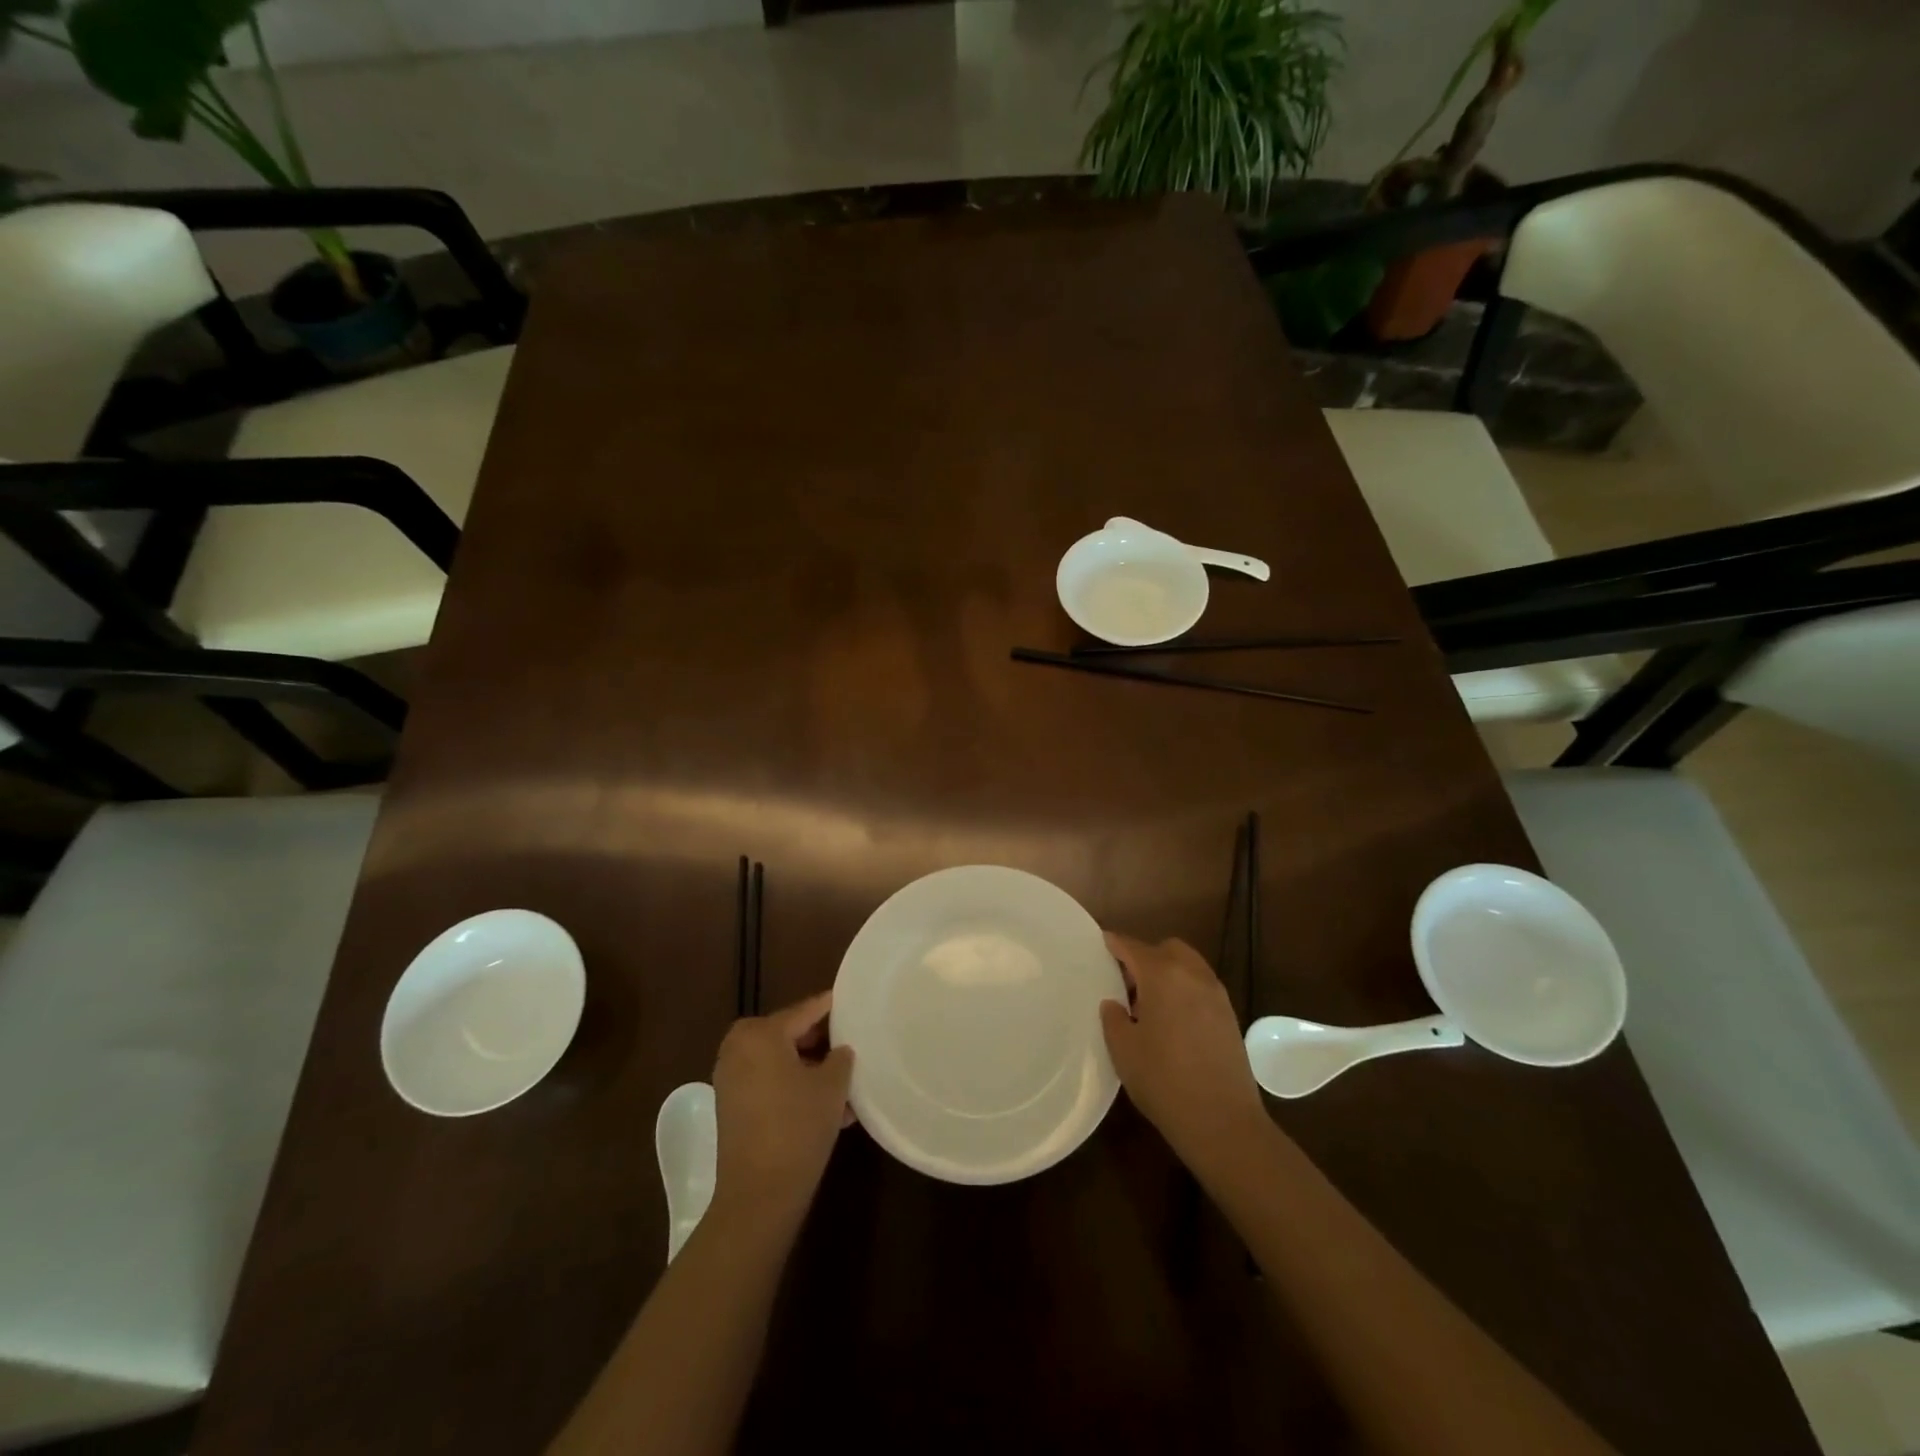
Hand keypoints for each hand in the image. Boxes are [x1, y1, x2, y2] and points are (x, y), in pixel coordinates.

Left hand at [711, 992, 853, 1230]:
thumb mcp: (832, 1087)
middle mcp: (739, 1049)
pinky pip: (768, 1083)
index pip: (804, 1011)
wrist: (759, 1194)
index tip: (849, 999)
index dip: (829, 1007)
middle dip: (819, 1041)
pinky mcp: (731, 1106)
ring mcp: (731, 1079)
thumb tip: (840, 1050)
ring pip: (779, 1061)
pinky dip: (792, 1087)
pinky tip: (826, 1105)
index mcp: (761, 1034)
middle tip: (849, 1043)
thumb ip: (840, 1058)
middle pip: (788, 1034)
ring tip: (843, 1081)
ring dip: (808, 1068)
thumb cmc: (798, 1127)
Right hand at [1100, 933, 1266, 1172]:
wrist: (1223, 1121)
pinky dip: (1184, 990)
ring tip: (1149, 1005)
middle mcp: (1192, 975)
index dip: (1114, 943)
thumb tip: (1114, 1004)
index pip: (1133, 947)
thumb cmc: (1164, 1080)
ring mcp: (1216, 994)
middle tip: (1126, 982)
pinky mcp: (1229, 1016)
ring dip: (1167, 973)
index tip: (1101, 944)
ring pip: (1188, 966)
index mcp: (1163, 975)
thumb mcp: (1123, 1050)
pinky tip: (1172, 1021)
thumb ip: (1113, 1018)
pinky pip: (1201, 987)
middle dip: (1145, 956)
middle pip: (1166, 949)